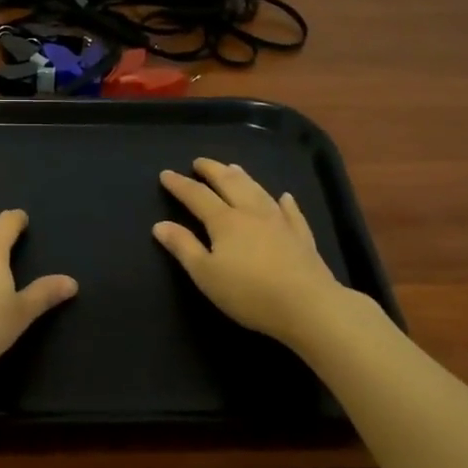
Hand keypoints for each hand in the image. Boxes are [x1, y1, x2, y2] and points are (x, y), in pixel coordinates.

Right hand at [154, 159, 343, 344]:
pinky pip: (292, 212)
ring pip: (258, 191)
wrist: (307, 305)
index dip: (180, 185)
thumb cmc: (248, 293)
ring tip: (233, 167)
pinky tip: (284, 197)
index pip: (197, 196)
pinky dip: (285, 202)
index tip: (166, 174)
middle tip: (199, 161)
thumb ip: (183, 247)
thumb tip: (160, 225)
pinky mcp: (301, 236)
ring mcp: (280, 222)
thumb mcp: (206, 274)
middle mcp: (251, 213)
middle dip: (212, 170)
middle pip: (230, 184)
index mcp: (225, 221)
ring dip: (243, 177)